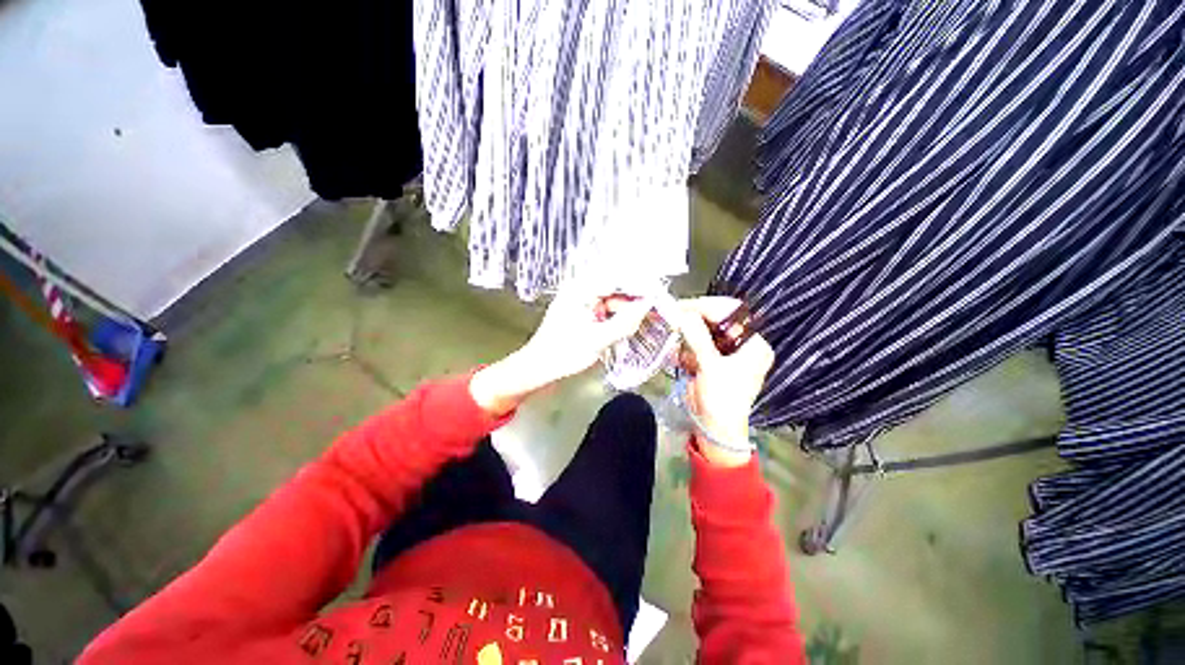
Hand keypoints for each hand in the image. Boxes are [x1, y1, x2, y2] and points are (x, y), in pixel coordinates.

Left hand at [470, 287, 650, 415]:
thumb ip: (625, 322)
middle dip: (635, 300)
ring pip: (612, 301)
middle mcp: (581, 290)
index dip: (640, 286)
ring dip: (627, 310)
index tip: (660, 296)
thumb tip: (649, 305)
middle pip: (616, 289)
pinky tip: (629, 326)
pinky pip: (606, 311)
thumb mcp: (598, 340)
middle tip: (656, 312)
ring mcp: (581, 302)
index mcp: (581, 289)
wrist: (537, 369)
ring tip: (646, 321)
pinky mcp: (582, 315)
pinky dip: (618, 318)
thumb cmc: (563, 354)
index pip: (618, 279)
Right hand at [670, 297, 774, 466]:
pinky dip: (685, 348)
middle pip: (716, 321)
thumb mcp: (711, 367)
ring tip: (676, 337)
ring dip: (688, 335)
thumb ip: (697, 337)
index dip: (707, 308)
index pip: (730, 314)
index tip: (684, 307)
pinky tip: (680, 357)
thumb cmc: (722, 399)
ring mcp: (725, 352)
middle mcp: (741, 345)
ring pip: (703, 332)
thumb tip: (683, 313)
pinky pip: (696, 345)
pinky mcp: (710, 360)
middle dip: (694, 320)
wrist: (714, 430)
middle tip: (674, 316)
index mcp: (753, 344)